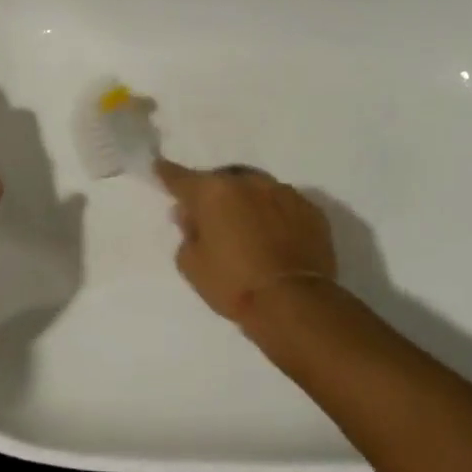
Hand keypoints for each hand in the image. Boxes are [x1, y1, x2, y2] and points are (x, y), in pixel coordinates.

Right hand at [155, 160, 335, 324]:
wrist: (294, 303)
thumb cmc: (233, 284)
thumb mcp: (192, 265)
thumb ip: (187, 234)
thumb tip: (190, 216)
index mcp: (213, 192)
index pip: (180, 178)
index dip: (167, 174)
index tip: (160, 167)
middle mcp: (248, 183)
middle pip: (222, 181)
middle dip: (214, 195)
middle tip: (211, 218)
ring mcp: (284, 193)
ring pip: (256, 189)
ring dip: (247, 202)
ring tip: (247, 228)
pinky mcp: (311, 209)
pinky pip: (284, 205)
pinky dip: (275, 214)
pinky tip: (275, 237)